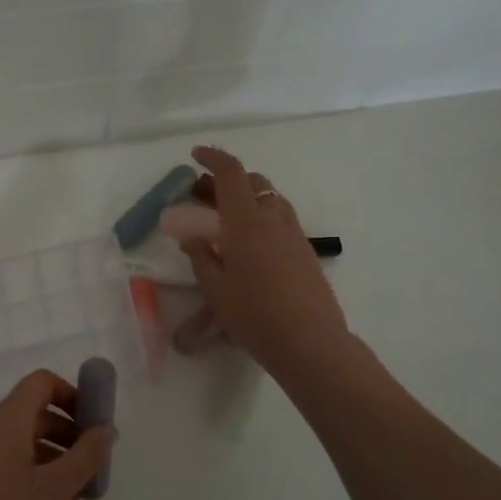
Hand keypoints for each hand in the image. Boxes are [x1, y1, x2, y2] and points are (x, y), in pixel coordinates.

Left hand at [0, 369, 115, 499]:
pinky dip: (33, 471)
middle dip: (69, 433)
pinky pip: (8, 460)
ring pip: (23, 440)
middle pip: (34, 412)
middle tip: (94, 465)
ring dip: (54, 457)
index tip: (94, 424)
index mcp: (5, 420)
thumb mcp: (53, 490)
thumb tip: (107, 429)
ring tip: (78, 492)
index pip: (41, 383)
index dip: (72, 395)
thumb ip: (85, 457)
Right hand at [179, 145, 352, 383]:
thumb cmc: (254, 315)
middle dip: (225, 180)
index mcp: (246, 221)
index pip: (231, 173)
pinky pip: (279, 218)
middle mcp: (273, 218)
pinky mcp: (304, 249)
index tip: (194, 156)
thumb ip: (201, 255)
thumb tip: (191, 235)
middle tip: (201, 197)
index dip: (212, 158)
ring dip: (245, 197)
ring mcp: (293, 232)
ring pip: (269, 198)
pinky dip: (259, 215)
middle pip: (252, 181)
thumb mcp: (215, 288)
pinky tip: (247, 243)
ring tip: (223, 220)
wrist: (310, 342)